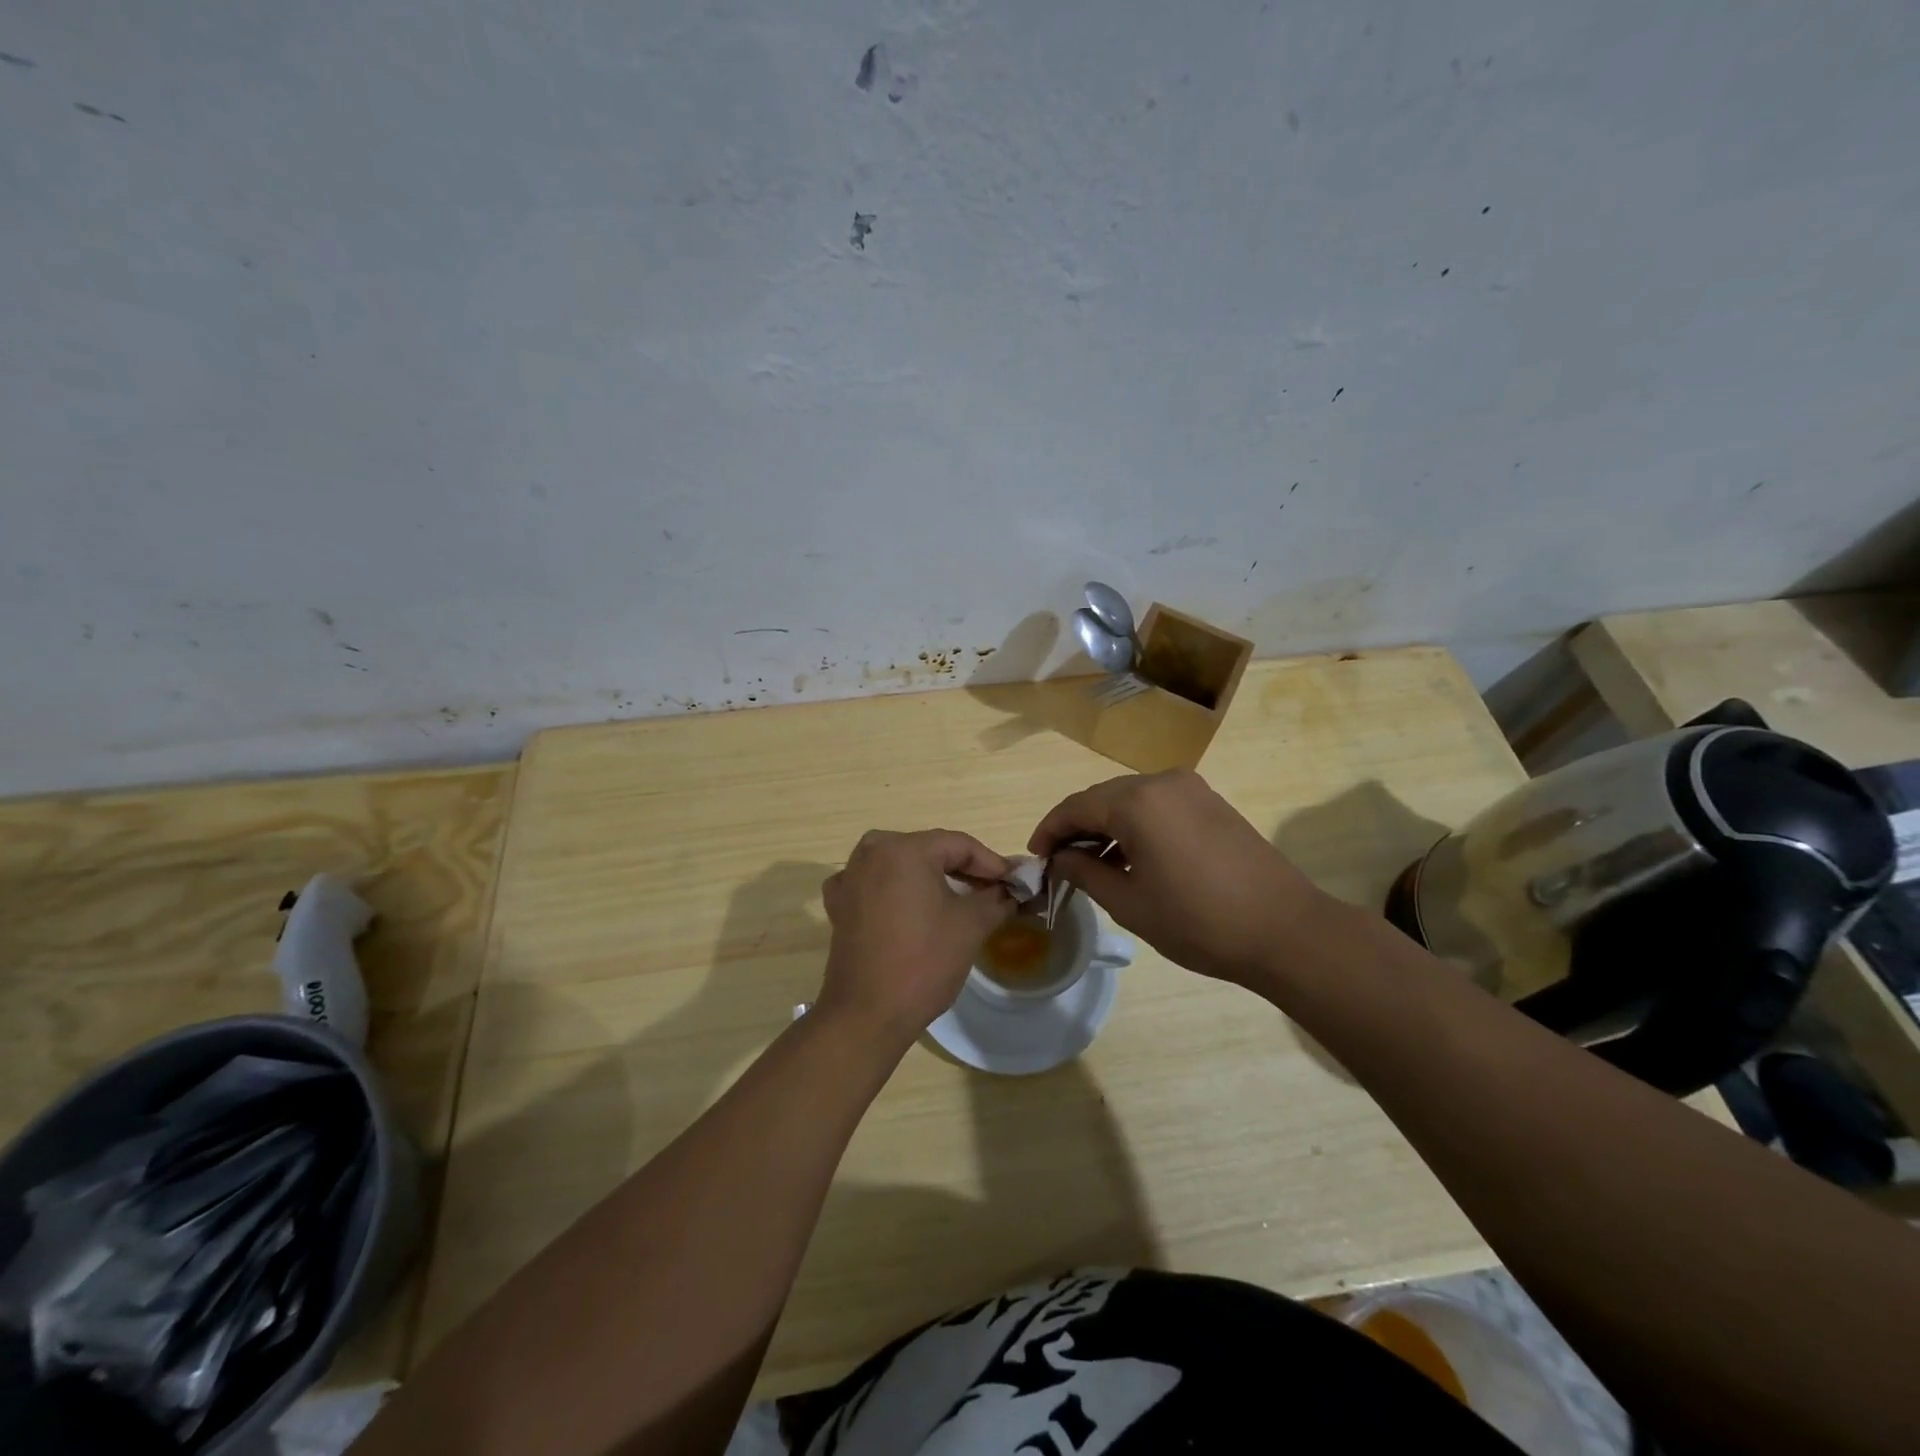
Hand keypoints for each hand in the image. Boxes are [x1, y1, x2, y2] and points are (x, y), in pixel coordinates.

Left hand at [819, 829, 1015, 1046]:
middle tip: (993, 890)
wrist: (867, 1014)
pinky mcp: (839, 904)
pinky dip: (899, 891)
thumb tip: (1010, 891)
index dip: (992, 863)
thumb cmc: (923, 962)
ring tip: (960, 899)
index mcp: (904, 848)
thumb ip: (995, 899)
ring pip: (902, 866)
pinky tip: (912, 908)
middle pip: (929, 851)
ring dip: (932, 879)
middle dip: (963, 869)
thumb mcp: (971, 926)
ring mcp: (850, 877)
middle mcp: (871, 852)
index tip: (1015, 882)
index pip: (959, 844)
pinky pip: (877, 885)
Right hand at [1029, 770, 1327, 986]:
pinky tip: (1133, 857)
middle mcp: (1163, 781)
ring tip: (1093, 864)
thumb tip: (1060, 858)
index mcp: (1137, 801)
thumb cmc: (1198, 921)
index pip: (1075, 807)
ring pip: (1131, 800)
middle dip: (1076, 828)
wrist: (1285, 930)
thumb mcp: (1129, 903)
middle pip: (1103, 798)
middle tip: (1060, 862)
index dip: (1049, 831)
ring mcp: (1192, 789)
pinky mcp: (1212, 803)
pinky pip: (1159, 806)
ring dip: (1107, 826)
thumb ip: (1084, 872)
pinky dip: (1136, 825)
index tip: (1035, 858)